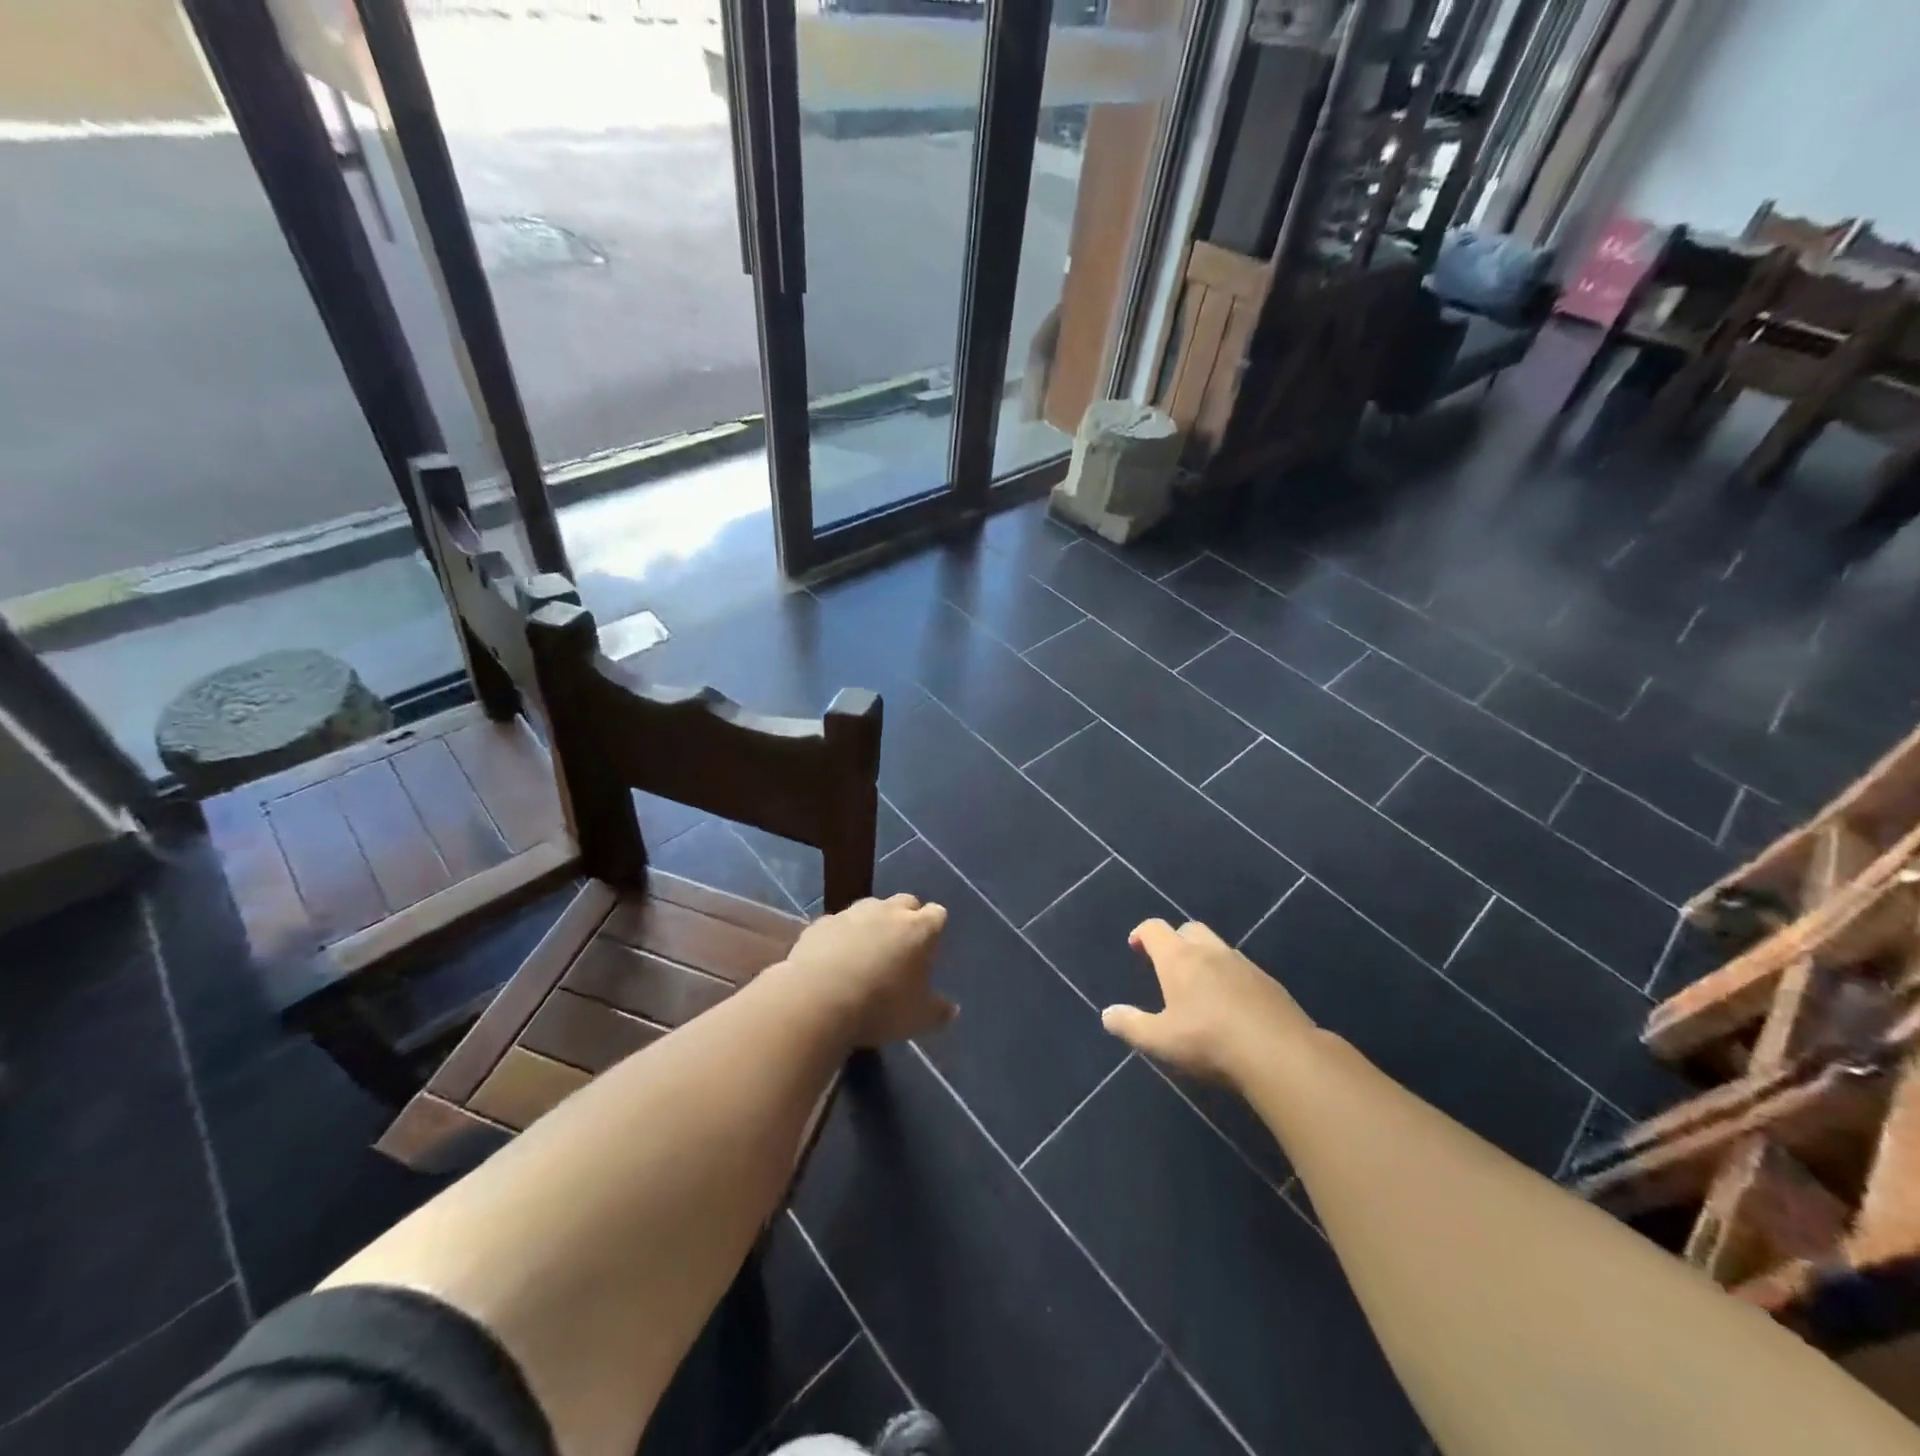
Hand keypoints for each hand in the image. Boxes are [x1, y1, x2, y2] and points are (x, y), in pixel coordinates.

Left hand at [779, 894, 955, 1048]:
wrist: (816, 1000)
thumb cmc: (879, 1007)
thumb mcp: (918, 1019)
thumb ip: (939, 1011)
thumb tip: (952, 1009)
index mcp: (918, 929)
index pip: (937, 914)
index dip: (935, 930)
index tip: (930, 951)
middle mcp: (887, 911)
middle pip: (906, 902)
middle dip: (907, 918)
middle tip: (902, 948)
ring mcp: (852, 913)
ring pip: (870, 908)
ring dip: (873, 924)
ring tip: (867, 952)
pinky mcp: (821, 923)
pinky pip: (839, 923)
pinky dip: (842, 935)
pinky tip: (835, 959)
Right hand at [1101, 918, 1316, 1086]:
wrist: (1279, 1053)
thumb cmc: (1209, 1041)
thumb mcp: (1160, 1040)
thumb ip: (1131, 1025)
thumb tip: (1107, 1014)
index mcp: (1178, 959)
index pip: (1155, 929)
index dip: (1142, 933)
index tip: (1136, 947)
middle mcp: (1210, 952)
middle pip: (1189, 929)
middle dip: (1175, 939)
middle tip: (1168, 964)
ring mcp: (1243, 964)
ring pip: (1218, 947)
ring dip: (1205, 958)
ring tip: (1200, 987)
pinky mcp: (1269, 983)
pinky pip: (1242, 969)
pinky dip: (1230, 977)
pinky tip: (1232, 1005)